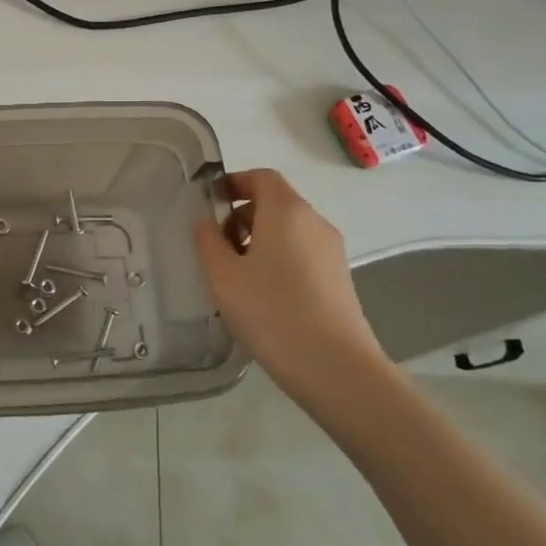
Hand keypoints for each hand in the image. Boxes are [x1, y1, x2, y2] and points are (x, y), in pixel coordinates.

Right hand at [193, 169, 389, 414]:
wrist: (335, 367)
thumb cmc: (271, 312)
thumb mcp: (223, 276)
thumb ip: (208, 241)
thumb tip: (205, 220)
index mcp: (287, 211)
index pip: (262, 177)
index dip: (234, 182)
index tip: (210, 202)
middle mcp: (315, 222)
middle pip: (276, 203)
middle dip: (242, 216)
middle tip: (216, 245)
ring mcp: (332, 252)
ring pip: (289, 230)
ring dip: (259, 240)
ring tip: (235, 275)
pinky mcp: (339, 279)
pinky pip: (302, 253)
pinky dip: (278, 259)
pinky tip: (261, 295)